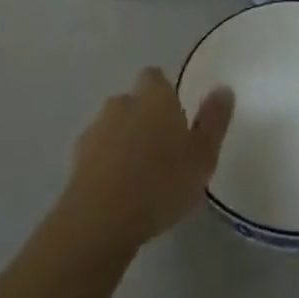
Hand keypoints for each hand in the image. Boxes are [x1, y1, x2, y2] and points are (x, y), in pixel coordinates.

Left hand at [58, 67, 233, 254]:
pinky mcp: (76, 159)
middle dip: (145, 117)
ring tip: (141, 174)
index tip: (176, 115)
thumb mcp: (202, 155)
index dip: (164, 92)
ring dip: (125, 141)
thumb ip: (214, 120)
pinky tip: (119, 191)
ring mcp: (95, 130)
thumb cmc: (161, 182)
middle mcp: (122, 103)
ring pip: (114, 127)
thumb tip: (223, 88)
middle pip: (134, 101)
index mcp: (154, 96)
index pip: (155, 77)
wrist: (99, 220)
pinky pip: (98, 153)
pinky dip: (107, 164)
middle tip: (163, 149)